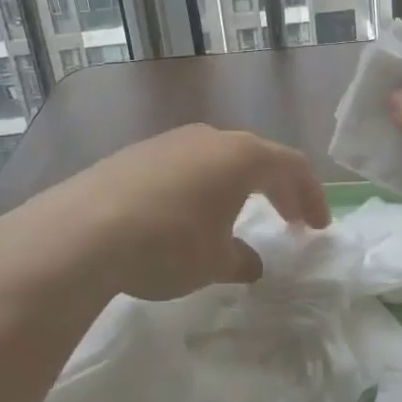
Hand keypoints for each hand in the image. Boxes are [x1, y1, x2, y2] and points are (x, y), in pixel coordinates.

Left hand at [0, 124, 330, 306]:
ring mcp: (169, 141)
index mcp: (241, 156)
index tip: (318, 227)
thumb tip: (249, 263)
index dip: (311, 195)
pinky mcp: (136, 154)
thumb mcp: (214, 262)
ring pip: (217, 158)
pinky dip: (201, 186)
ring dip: (236, 185)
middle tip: (290, 219)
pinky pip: (184, 165)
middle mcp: (208, 137)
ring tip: (237, 216)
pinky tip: (186, 215)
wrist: (82, 232)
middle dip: (277, 188)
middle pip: (256, 156)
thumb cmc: (168, 244)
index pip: (291, 166)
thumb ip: (240, 259)